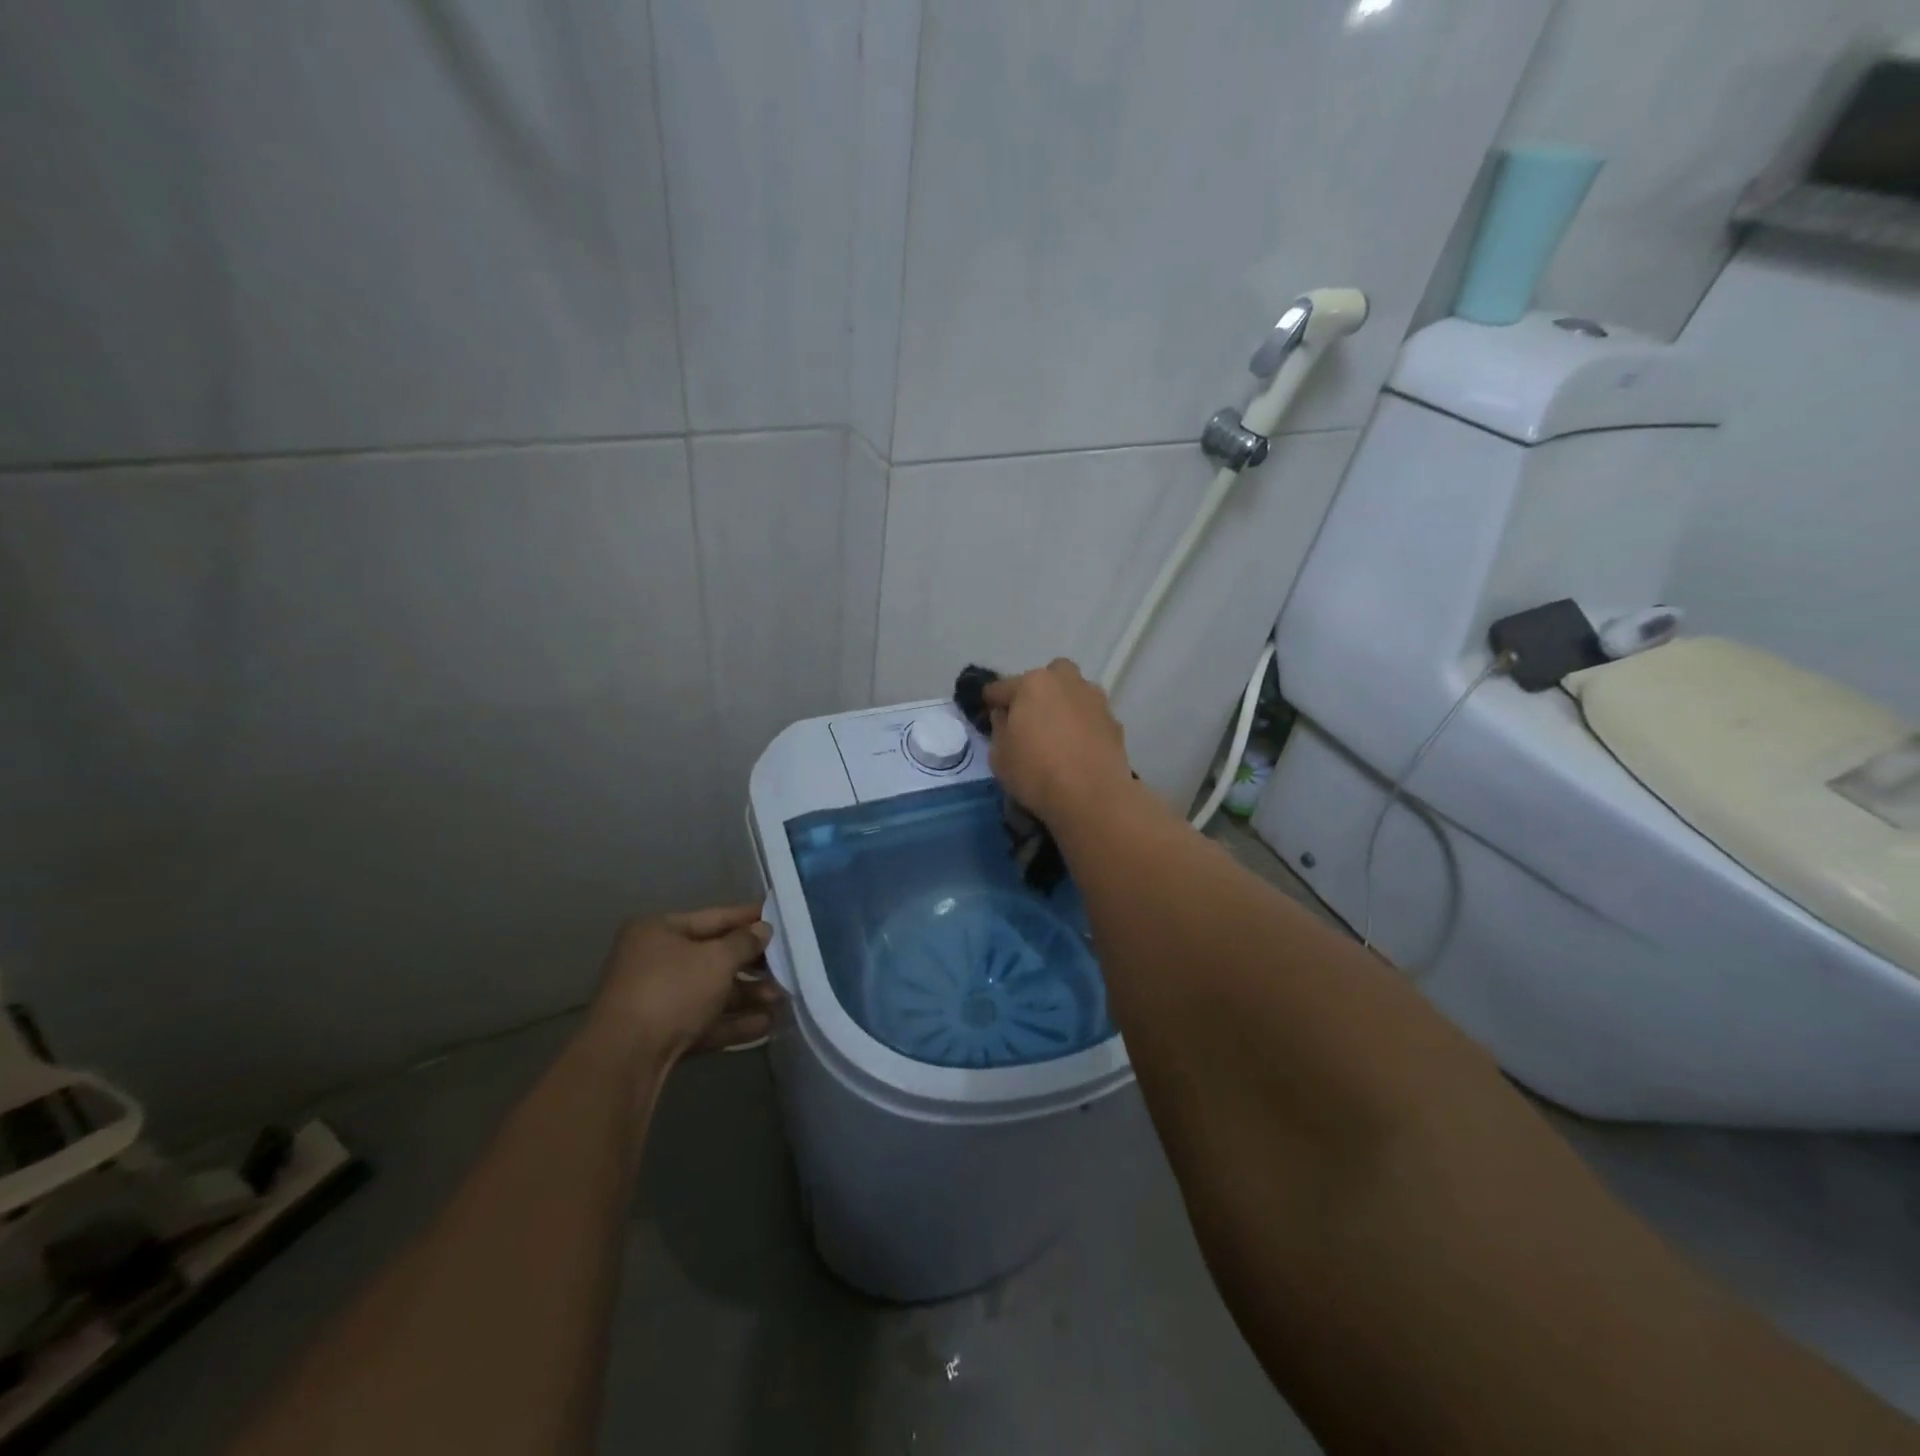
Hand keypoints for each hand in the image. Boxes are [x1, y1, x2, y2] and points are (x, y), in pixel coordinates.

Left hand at [589, 905, 781, 1062]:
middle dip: (751, 964)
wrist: (626, 1059)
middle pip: (712, 957)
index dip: (747, 917)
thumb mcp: (717, 959)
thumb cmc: (672, 990)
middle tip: (785, 966)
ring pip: (711, 992)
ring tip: (782, 999)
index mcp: (658, 931)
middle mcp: (654, 961)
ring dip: (747, 995)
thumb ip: (744, 942)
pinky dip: (732, 1022)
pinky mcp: (662, 1035)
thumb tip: (763, 930)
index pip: (713, 917)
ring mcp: (656, 1000)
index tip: (779, 918)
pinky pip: (704, 1021)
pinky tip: (765, 1025)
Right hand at [981, 658, 1133, 828]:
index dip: (992, 700)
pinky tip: (1078, 748)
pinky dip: (1083, 725)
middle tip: (1030, 719)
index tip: (988, 711)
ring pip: (1073, 692)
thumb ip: (999, 728)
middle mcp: (1065, 682)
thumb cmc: (1036, 773)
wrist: (1093, 797)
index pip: (1002, 687)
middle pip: (1046, 677)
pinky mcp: (1114, 721)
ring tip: (1057, 734)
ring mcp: (1094, 699)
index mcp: (1032, 684)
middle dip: (1037, 691)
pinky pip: (1090, 715)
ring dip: (1063, 704)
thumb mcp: (999, 756)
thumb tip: (1005, 715)